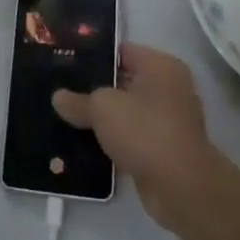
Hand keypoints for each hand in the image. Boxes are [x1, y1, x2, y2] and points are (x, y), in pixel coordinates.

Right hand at [53, 44, 221, 235]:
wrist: (181, 188)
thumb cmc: (144, 130)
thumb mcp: (102, 108)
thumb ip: (78, 100)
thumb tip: (58, 98)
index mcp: (161, 66)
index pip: (121, 51)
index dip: (93, 55)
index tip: (66, 61)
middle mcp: (170, 89)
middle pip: (124, 82)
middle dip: (96, 88)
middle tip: (63, 89)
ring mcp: (170, 122)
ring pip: (127, 113)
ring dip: (105, 119)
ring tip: (69, 117)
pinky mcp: (166, 151)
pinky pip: (133, 138)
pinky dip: (114, 141)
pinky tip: (86, 144)